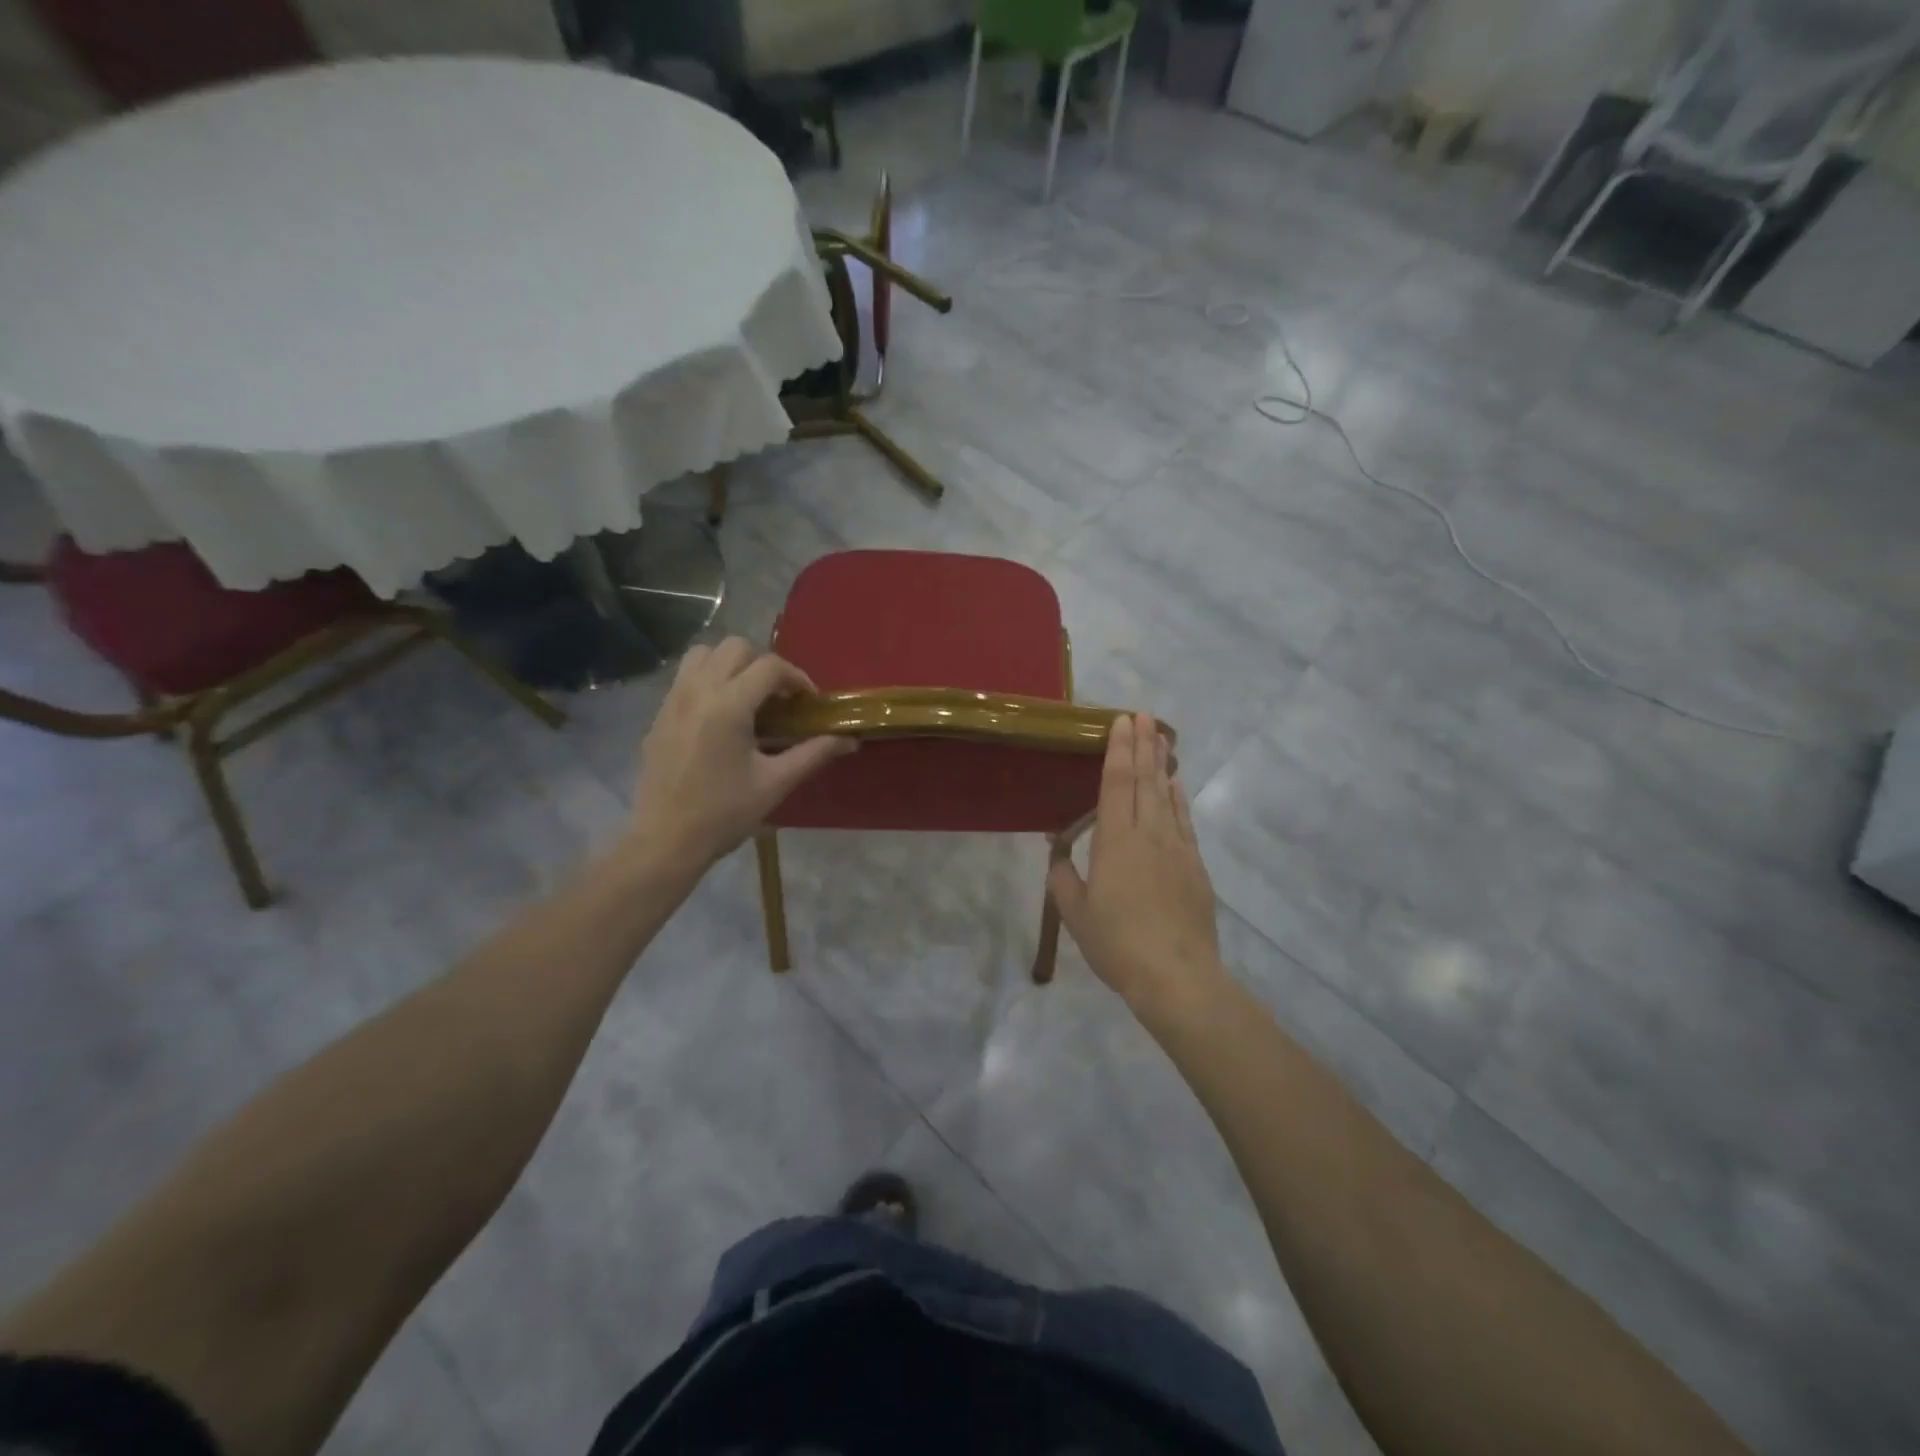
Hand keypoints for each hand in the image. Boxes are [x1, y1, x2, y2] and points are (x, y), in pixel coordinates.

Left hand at [630, 637, 853, 867]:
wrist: (666, 840)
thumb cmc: (725, 813)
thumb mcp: (775, 783)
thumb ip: (814, 753)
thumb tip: (850, 740)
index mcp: (728, 705)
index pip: (770, 666)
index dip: (797, 678)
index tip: (809, 702)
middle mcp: (698, 691)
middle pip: (735, 647)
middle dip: (764, 665)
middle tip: (779, 698)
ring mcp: (673, 700)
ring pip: (704, 653)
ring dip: (732, 664)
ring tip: (748, 697)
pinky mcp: (659, 715)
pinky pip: (686, 677)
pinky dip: (709, 680)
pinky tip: (721, 716)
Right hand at [1047, 713, 1225, 1013]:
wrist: (1176, 976)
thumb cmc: (1117, 943)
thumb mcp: (1076, 913)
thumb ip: (1064, 878)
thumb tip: (1057, 852)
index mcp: (1115, 840)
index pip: (1116, 783)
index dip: (1118, 750)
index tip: (1122, 721)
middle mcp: (1148, 833)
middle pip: (1145, 780)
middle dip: (1143, 745)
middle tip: (1144, 715)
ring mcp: (1176, 848)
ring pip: (1167, 796)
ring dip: (1162, 764)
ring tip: (1161, 738)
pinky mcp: (1194, 866)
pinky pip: (1184, 821)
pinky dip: (1179, 798)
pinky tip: (1177, 786)